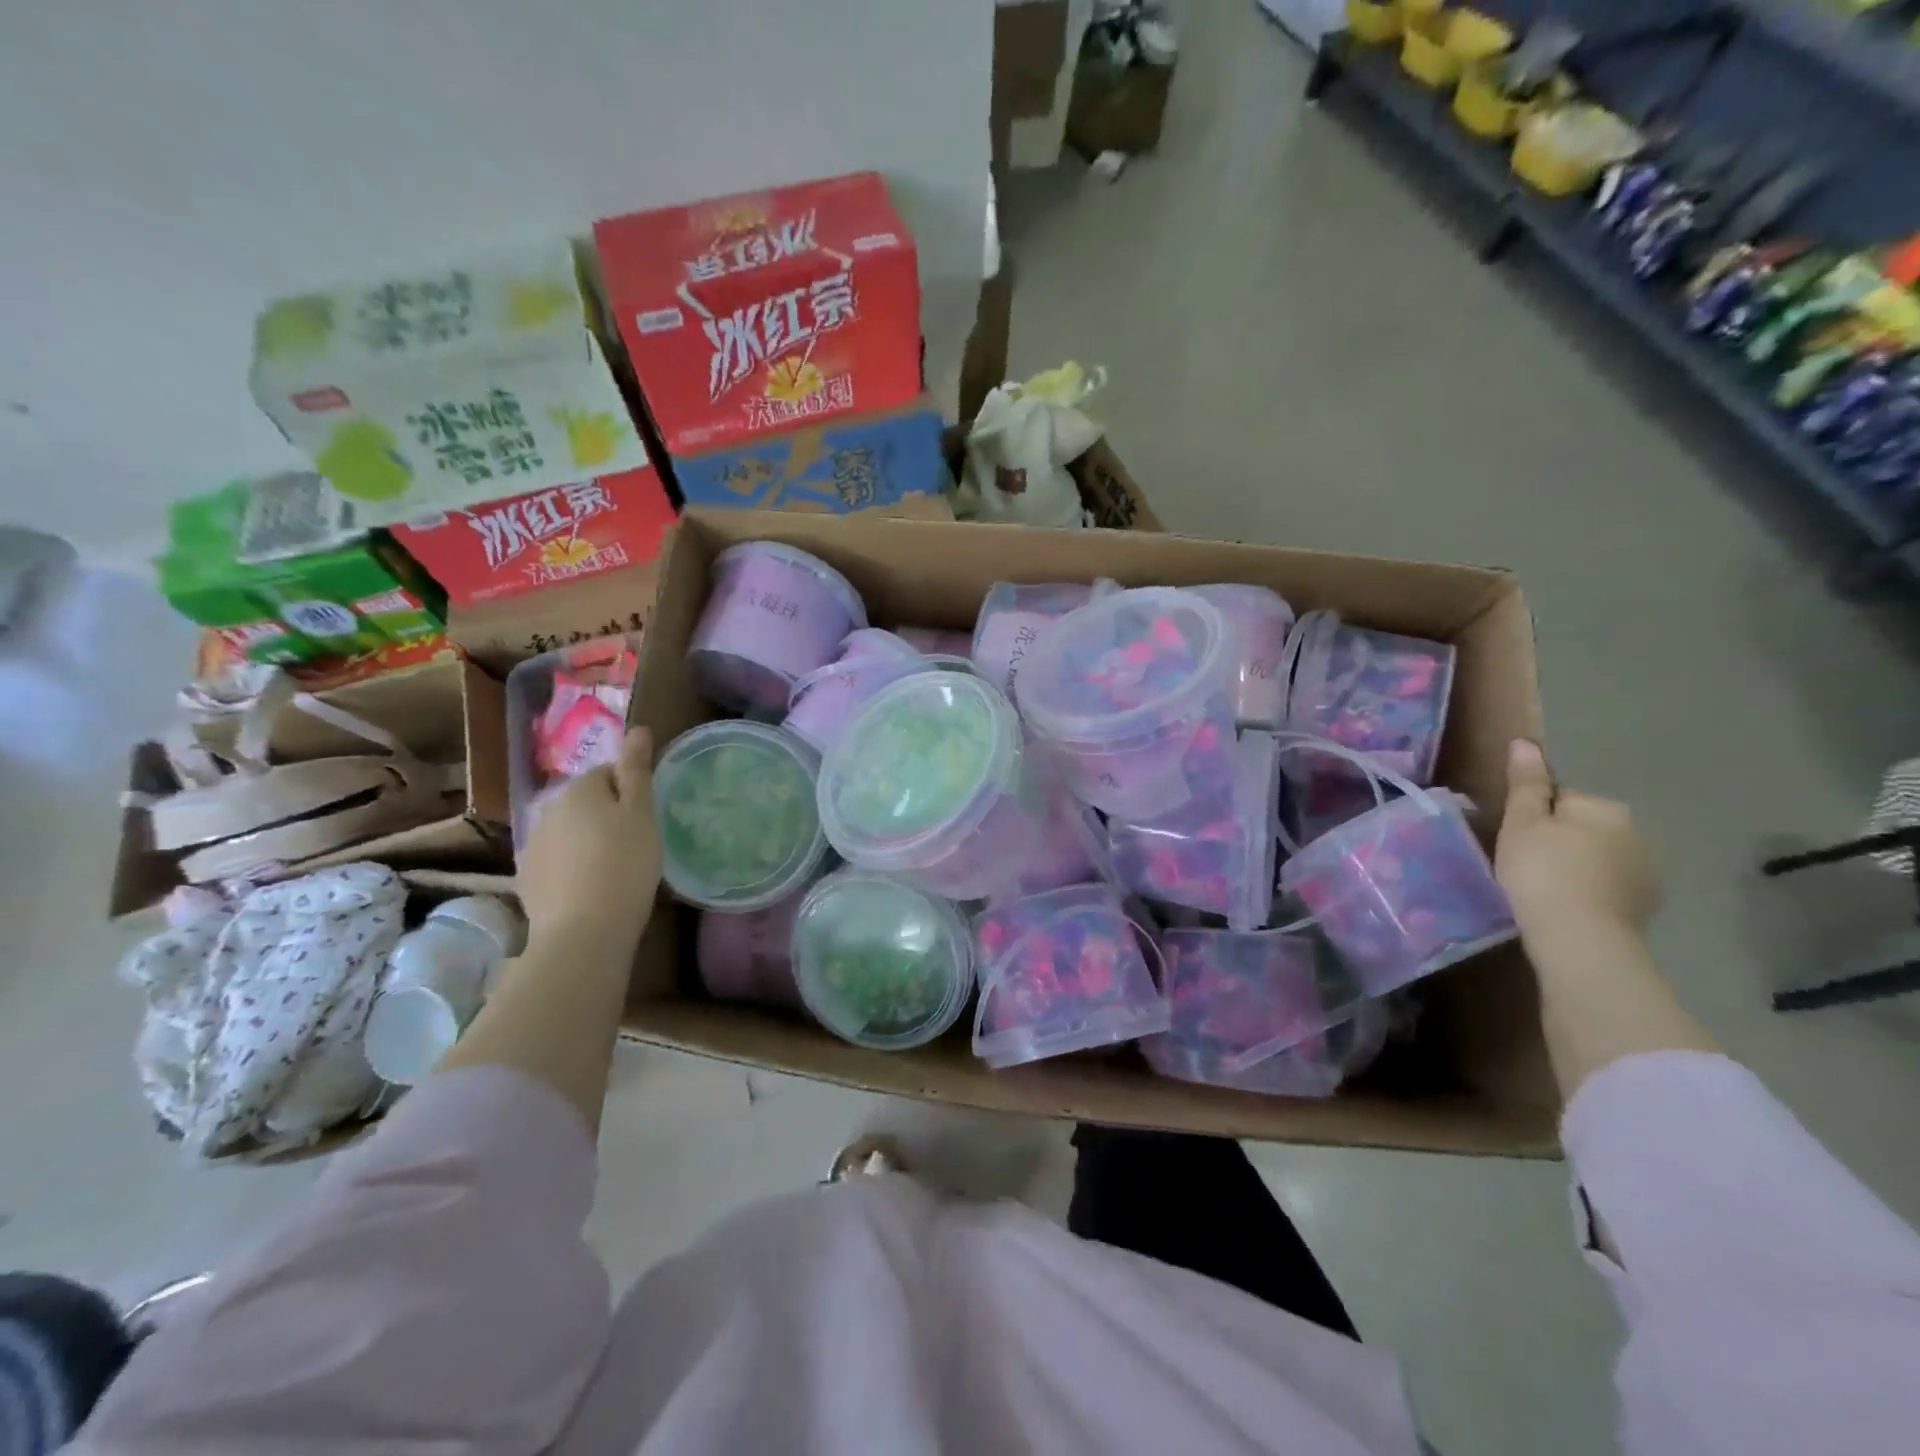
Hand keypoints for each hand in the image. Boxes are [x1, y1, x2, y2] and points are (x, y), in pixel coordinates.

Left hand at [518, 728, 661, 950]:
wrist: (583, 931)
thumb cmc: (625, 864)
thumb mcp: (642, 814)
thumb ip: (637, 770)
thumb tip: (638, 728)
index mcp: (579, 789)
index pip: (607, 773)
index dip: (630, 791)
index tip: (647, 817)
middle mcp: (547, 809)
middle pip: (585, 801)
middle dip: (606, 814)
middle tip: (635, 842)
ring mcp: (532, 845)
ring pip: (568, 830)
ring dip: (587, 839)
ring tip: (613, 867)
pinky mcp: (527, 878)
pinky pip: (556, 860)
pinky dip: (572, 866)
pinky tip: (590, 887)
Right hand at [1496, 739, 1659, 946]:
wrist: (1580, 936)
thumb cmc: (1541, 870)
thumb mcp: (1521, 822)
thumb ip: (1526, 783)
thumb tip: (1526, 742)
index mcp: (1603, 807)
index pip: (1561, 798)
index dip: (1534, 816)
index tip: (1516, 839)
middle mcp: (1635, 831)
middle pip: (1584, 826)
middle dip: (1561, 839)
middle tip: (1527, 864)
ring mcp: (1647, 870)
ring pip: (1600, 856)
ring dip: (1579, 865)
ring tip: (1548, 888)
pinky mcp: (1647, 903)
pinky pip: (1611, 885)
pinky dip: (1593, 890)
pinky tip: (1571, 905)